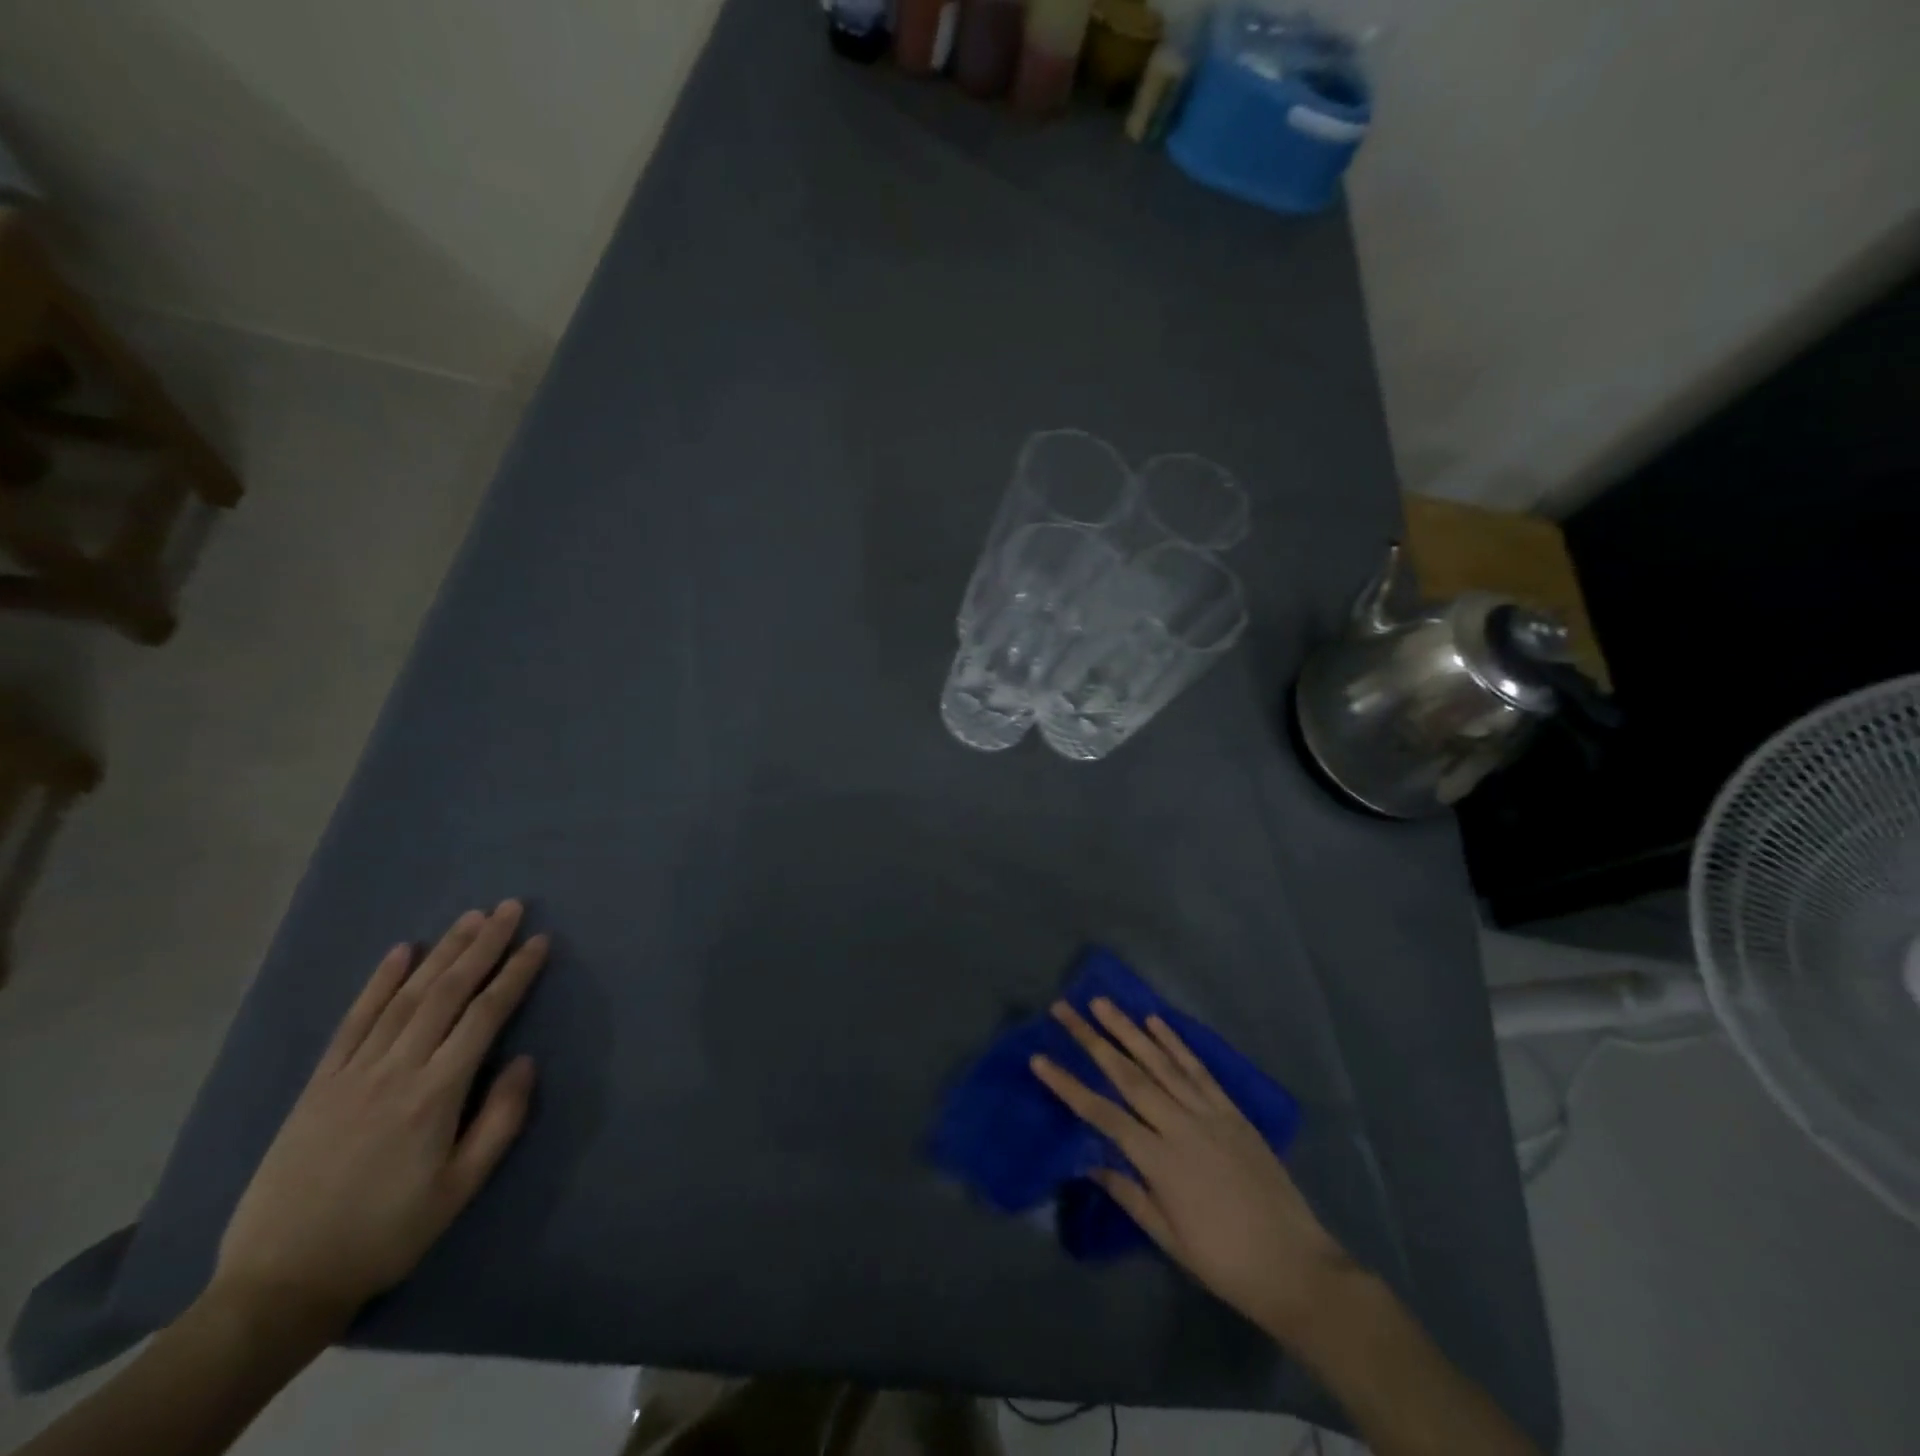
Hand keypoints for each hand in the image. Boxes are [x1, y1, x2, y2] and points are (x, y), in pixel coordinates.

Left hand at [210, 902, 548, 1333]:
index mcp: (435, 1094)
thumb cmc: (387, 1233)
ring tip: (470, 918)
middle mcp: (396, 1070)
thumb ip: (500, 1120)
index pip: (485, 1016)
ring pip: (405, 997)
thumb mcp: (460, 1189)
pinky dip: (378, 983)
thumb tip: (526, 1061)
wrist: (280, 1281)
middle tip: (509, 907)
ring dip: (441, 952)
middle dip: (482, 945)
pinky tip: (400, 952)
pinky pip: (353, 1022)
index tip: (539, 941)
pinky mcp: (319, 1084)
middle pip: (447, 993)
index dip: (514, 974)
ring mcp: (352, 1073)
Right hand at [1030, 998, 1352, 1344]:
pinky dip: (1175, 1043)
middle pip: (1127, 1075)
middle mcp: (1180, 1126)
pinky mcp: (1232, 1111)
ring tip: (1102, 1003)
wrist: (1296, 1267)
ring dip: (1128, 1029)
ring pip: (1160, 1063)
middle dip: (1092, 1040)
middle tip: (1064, 1009)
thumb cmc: (1224, 1261)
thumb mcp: (1169, 1238)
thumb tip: (1091, 1162)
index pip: (1103, 1114)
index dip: (1069, 1085)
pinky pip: (1198, 1070)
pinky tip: (1156, 1022)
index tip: (1040, 1059)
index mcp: (1159, 1161)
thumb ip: (1129, 1193)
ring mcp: (1209, 1114)